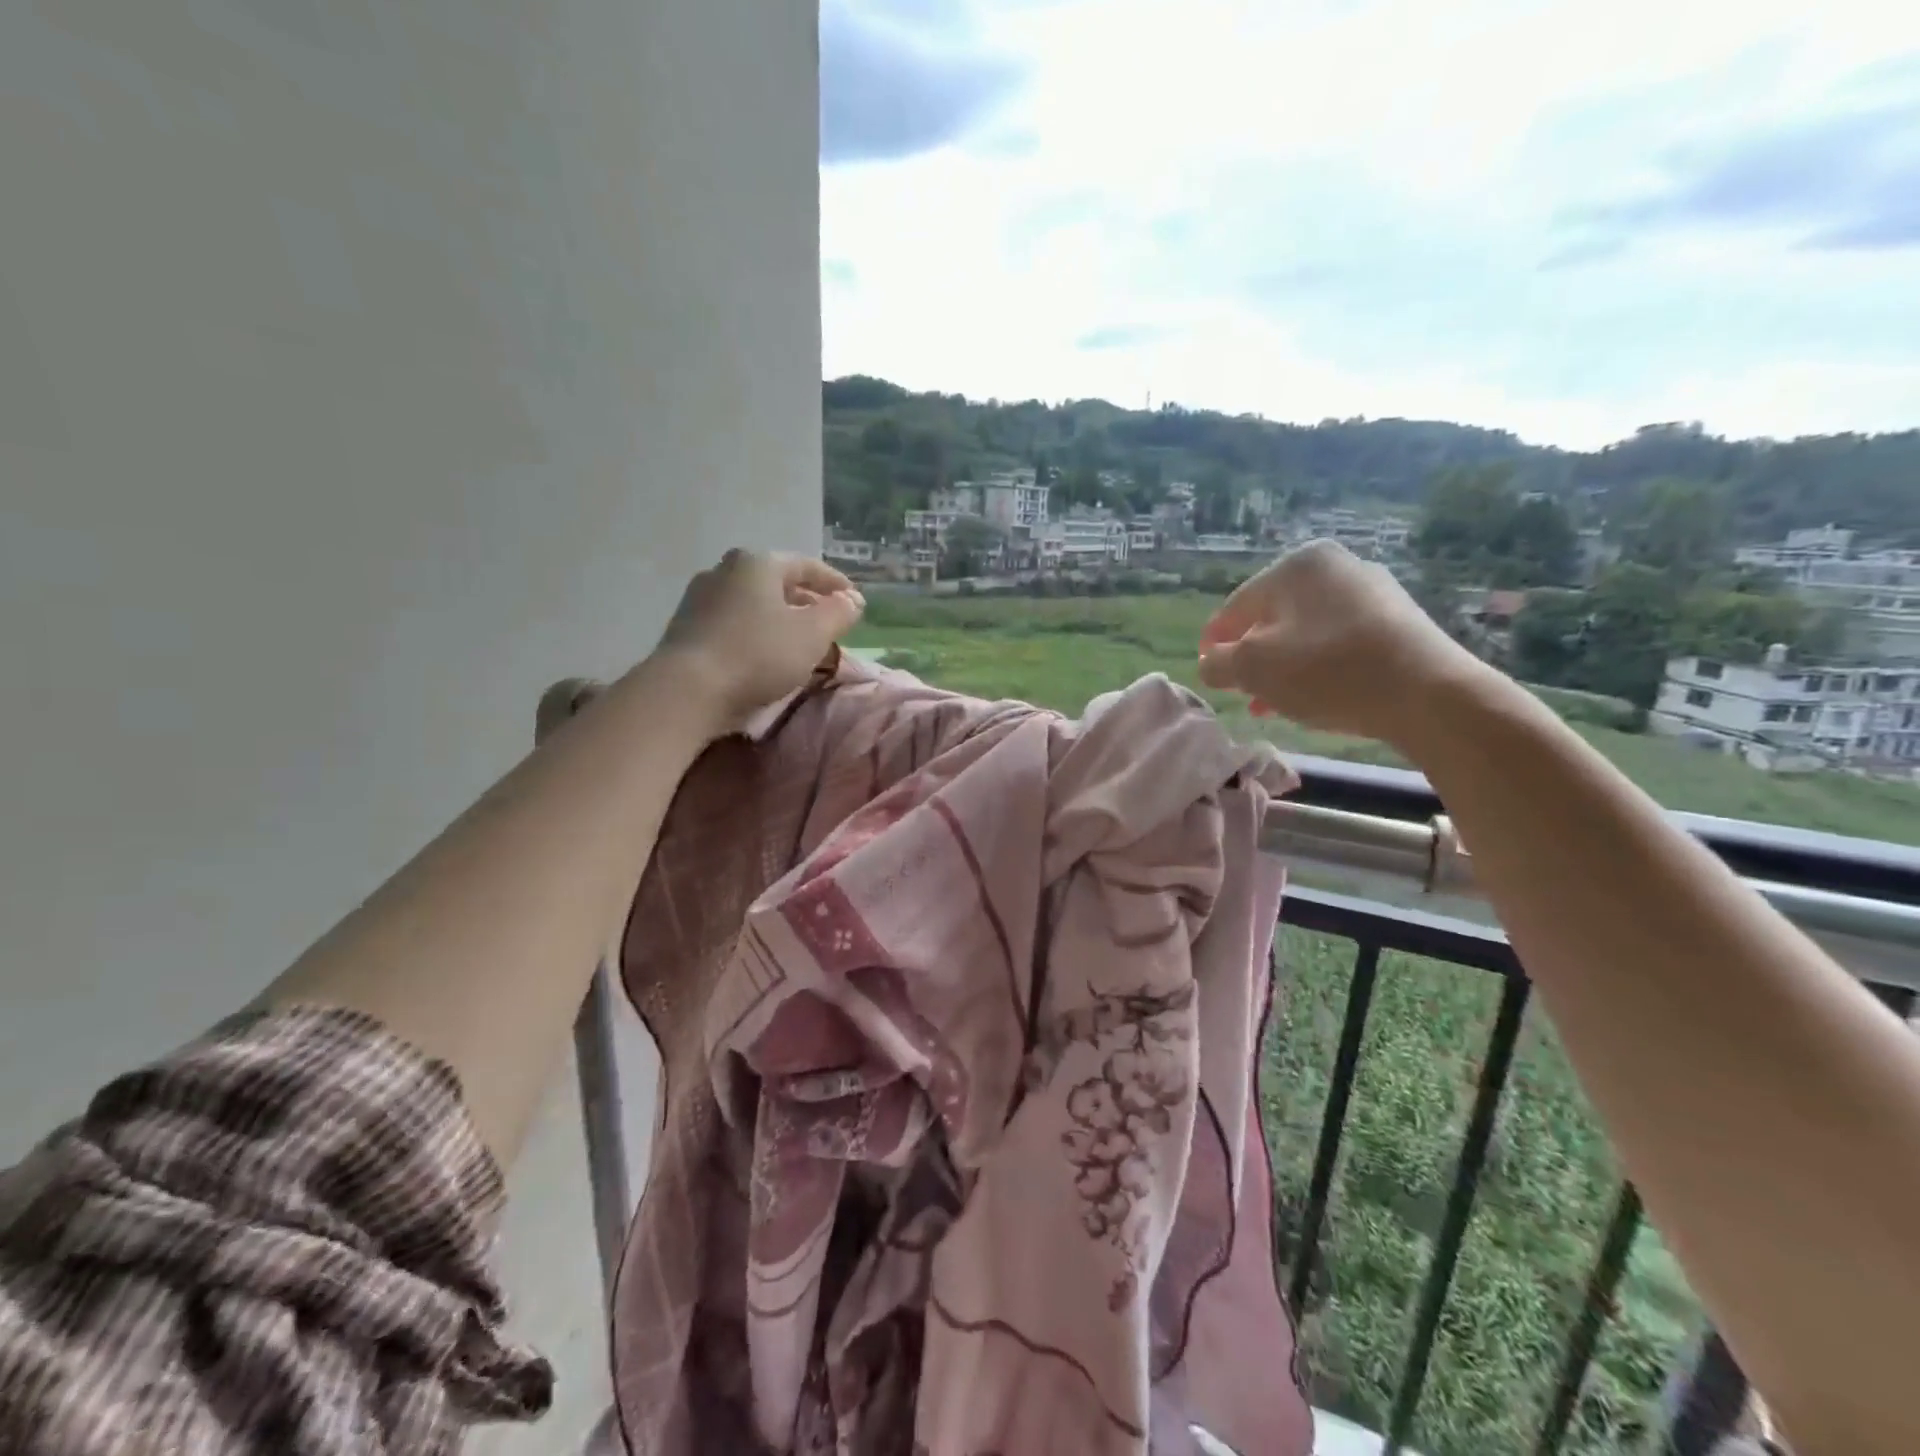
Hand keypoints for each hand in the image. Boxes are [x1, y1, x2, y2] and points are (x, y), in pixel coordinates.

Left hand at [650, 549, 864, 731]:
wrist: (686, 690)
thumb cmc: (757, 654)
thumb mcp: (812, 634)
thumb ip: (838, 613)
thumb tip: (852, 600)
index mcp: (758, 563)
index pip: (806, 565)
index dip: (835, 583)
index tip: (855, 601)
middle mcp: (725, 570)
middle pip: (776, 582)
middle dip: (806, 600)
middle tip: (828, 621)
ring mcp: (699, 598)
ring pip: (753, 602)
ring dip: (780, 617)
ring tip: (799, 640)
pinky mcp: (686, 628)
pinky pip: (733, 622)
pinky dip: (756, 632)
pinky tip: (765, 654)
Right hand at [1196, 540, 1493, 747]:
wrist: (1428, 694)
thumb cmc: (1327, 671)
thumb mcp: (1252, 669)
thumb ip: (1218, 663)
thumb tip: (1211, 661)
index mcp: (1297, 564)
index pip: (1236, 606)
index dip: (1214, 641)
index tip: (1206, 671)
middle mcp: (1336, 566)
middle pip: (1273, 617)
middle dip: (1251, 657)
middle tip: (1239, 691)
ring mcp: (1372, 592)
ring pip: (1306, 632)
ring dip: (1282, 667)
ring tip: (1271, 703)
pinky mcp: (1397, 621)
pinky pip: (1338, 641)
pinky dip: (1317, 666)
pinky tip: (1314, 696)